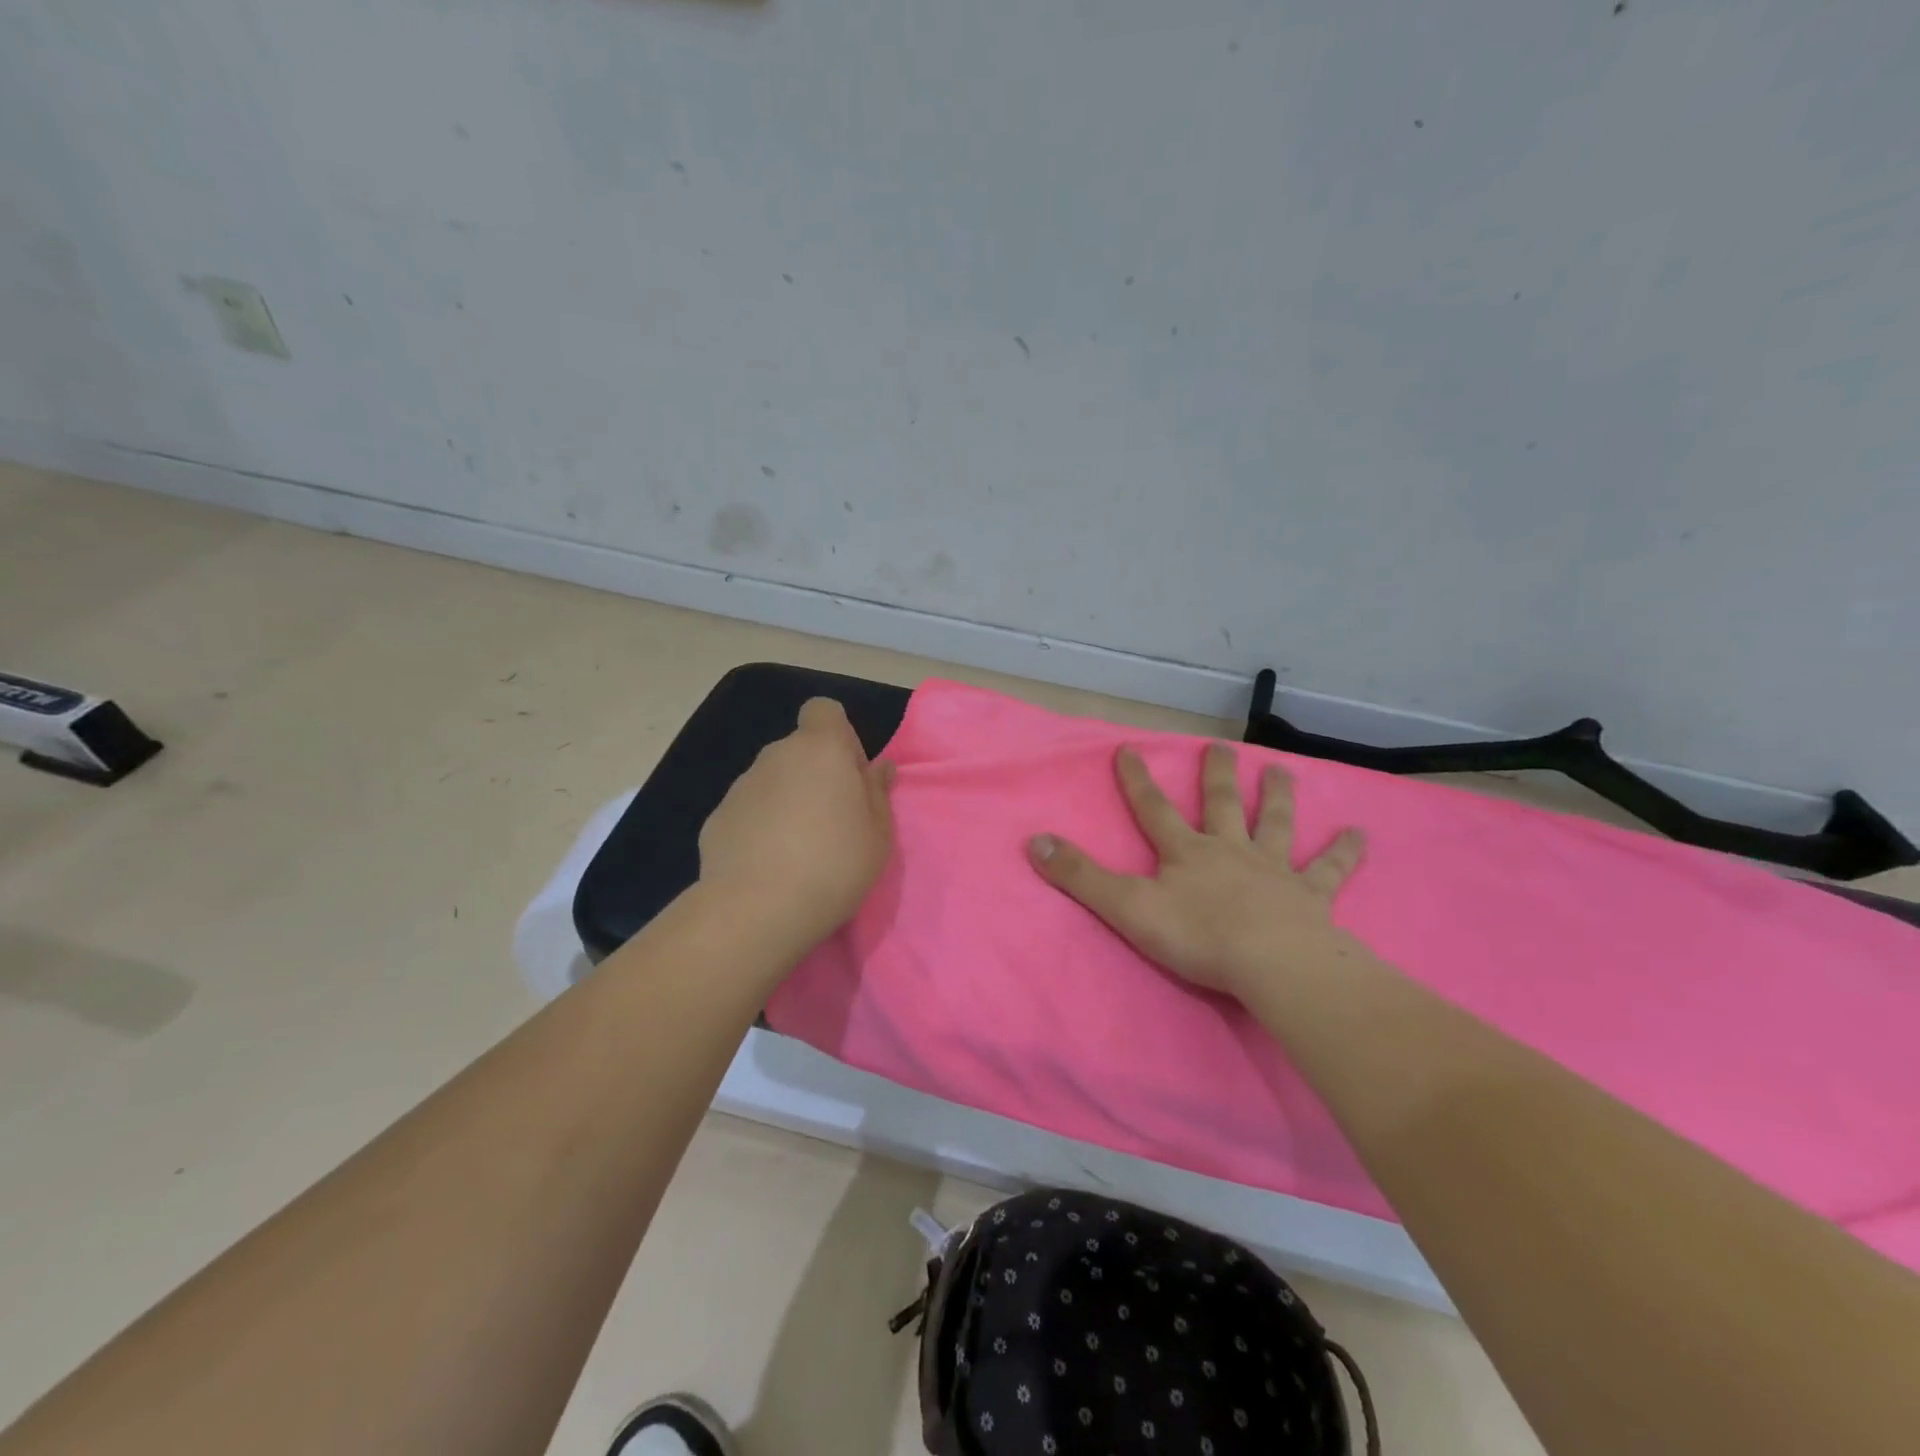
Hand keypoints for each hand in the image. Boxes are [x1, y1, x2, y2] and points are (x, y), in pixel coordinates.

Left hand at [698, 698, 894, 950]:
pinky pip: (749, 811)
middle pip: (800, 750)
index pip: (824, 711)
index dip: (839, 736)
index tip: (850, 776)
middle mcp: (776, 755)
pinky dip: (760, 827)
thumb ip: (877, 792)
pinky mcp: (717, 818)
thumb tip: (878, 766)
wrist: (758, 909)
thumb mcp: (878, 833)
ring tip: (799, 851)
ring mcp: (741, 785)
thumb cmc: (834, 864)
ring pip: (773, 781)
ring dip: (788, 801)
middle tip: (832, 822)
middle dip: (816, 774)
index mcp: (821, 749)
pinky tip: (768, 866)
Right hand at [1028, 742, 1364, 1000]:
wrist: (1271, 964)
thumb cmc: (1196, 936)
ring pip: (1274, 824)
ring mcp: (1273, 870)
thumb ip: (1080, 876)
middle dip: (1215, 775)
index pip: (1153, 809)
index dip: (1137, 780)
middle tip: (1219, 746)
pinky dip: (1345, 851)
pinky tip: (1362, 833)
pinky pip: (1329, 869)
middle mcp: (1230, 850)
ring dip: (1277, 797)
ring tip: (1280, 770)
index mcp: (1186, 852)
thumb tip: (1034, 841)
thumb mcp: (1126, 907)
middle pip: (1220, 804)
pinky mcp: (1310, 896)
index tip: (1129, 748)